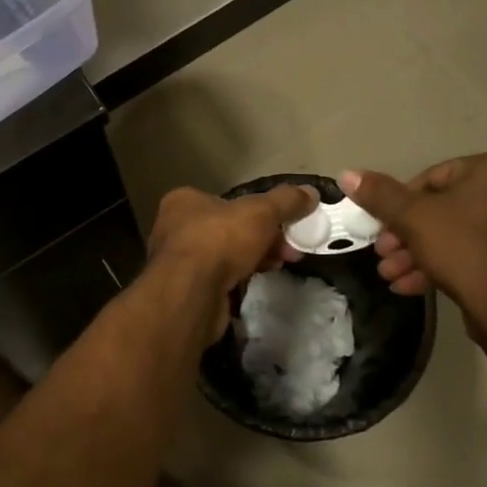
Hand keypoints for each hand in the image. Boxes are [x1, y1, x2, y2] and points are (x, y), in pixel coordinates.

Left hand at [147, 184, 318, 340]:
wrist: (191, 294)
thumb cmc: (220, 240)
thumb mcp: (261, 212)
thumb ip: (286, 201)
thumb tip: (311, 192)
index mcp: (184, 202)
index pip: (226, 201)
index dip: (259, 211)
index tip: (284, 224)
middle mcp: (175, 228)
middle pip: (229, 228)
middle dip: (263, 238)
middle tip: (289, 249)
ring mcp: (178, 262)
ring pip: (225, 255)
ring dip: (254, 258)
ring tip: (280, 265)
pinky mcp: (186, 290)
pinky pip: (219, 279)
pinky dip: (239, 278)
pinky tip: (257, 281)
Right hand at [342, 154, 486, 321]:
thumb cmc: (462, 248)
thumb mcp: (412, 217)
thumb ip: (380, 195)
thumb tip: (347, 174)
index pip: (433, 177)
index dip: (400, 203)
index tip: (382, 227)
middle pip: (442, 207)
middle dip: (406, 234)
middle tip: (383, 253)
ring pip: (454, 233)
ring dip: (417, 252)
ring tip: (390, 274)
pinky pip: (471, 252)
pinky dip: (441, 264)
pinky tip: (410, 285)